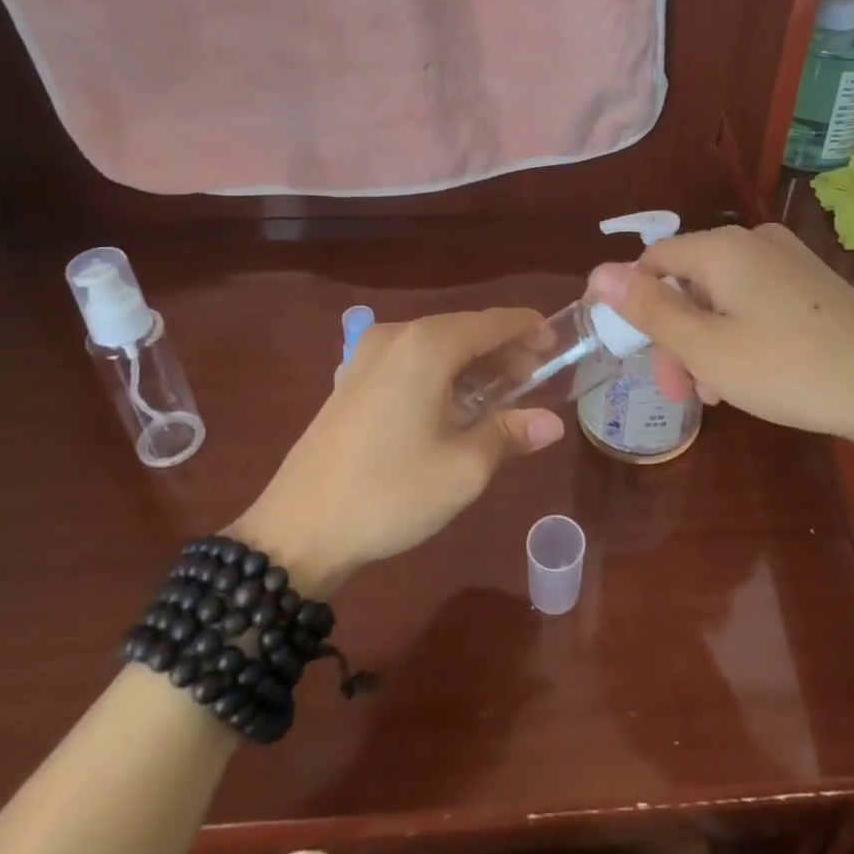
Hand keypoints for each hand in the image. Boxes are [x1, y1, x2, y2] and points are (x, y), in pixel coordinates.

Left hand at [232, 309, 565, 593]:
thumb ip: (510, 434)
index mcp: (427, 345)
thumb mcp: (463, 468)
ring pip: (438, 345)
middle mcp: (398, 337)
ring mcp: (368, 356)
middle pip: (465, 329)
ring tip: (504, 393)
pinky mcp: (352, 380)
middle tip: (537, 377)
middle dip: (504, 350)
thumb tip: (552, 423)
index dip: (529, 329)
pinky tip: (456, 404)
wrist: (295, 531)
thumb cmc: (389, 493)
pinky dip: (443, 373)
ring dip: (474, 363)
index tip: (558, 346)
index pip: (493, 322)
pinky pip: (412, 361)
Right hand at [588, 223, 853, 447]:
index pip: (654, 260)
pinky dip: (739, 334)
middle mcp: (754, 241)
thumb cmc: (788, 367)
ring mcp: (788, 260)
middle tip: (682, 392)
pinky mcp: (812, 284)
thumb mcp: (706, 347)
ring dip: (707, 341)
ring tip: (717, 393)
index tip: (641, 357)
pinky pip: (754, 301)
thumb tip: (598, 273)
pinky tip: (749, 376)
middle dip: (676, 334)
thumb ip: (649, 309)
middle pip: (689, 280)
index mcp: (723, 247)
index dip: (636, 305)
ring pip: (722, 296)